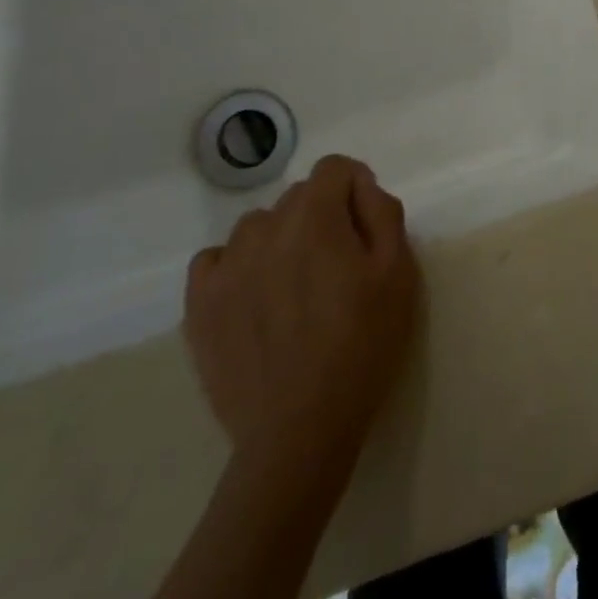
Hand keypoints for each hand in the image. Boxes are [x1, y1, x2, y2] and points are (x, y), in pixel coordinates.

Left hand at [184, 155, 418, 466]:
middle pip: (298, 197)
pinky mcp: (199, 305)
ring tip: (295, 286)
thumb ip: (383, 213)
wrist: (301, 430)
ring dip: (280, 239)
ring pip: (258, 226)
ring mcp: (226, 267)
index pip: (333, 168)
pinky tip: (254, 298)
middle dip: (322, 215)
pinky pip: (216, 259)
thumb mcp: (398, 273)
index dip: (355, 187)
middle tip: (338, 265)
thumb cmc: (363, 345)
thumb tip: (361, 185)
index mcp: (315, 218)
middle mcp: (265, 229)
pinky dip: (237, 266)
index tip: (364, 225)